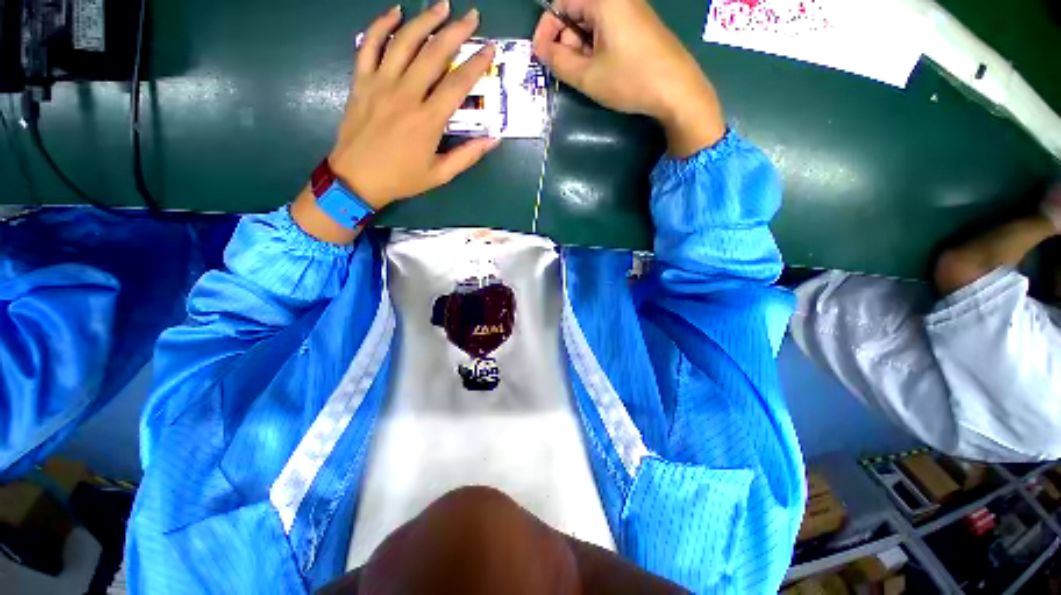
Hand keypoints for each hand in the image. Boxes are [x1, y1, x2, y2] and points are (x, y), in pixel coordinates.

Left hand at [293, 2, 497, 243]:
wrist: (357, 179)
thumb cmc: (402, 179)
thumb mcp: (440, 175)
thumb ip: (468, 156)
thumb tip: (493, 140)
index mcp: (428, 120)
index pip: (457, 85)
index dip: (476, 65)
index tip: (490, 50)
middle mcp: (406, 95)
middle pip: (433, 54)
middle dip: (455, 32)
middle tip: (471, 16)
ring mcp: (380, 84)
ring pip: (403, 42)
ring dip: (424, 20)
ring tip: (441, 6)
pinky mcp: (361, 81)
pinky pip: (369, 45)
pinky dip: (381, 25)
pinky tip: (395, 12)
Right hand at [532, 0, 725, 156]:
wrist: (677, 90)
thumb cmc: (630, 80)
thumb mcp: (588, 76)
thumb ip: (559, 61)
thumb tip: (542, 50)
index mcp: (604, 0)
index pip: (561, 2)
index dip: (546, 30)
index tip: (541, 57)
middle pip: (576, 12)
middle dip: (565, 41)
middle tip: (567, 70)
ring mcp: (631, 10)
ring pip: (591, 23)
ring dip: (580, 48)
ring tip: (586, 75)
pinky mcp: (638, 25)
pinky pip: (607, 30)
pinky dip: (596, 48)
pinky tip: (600, 70)